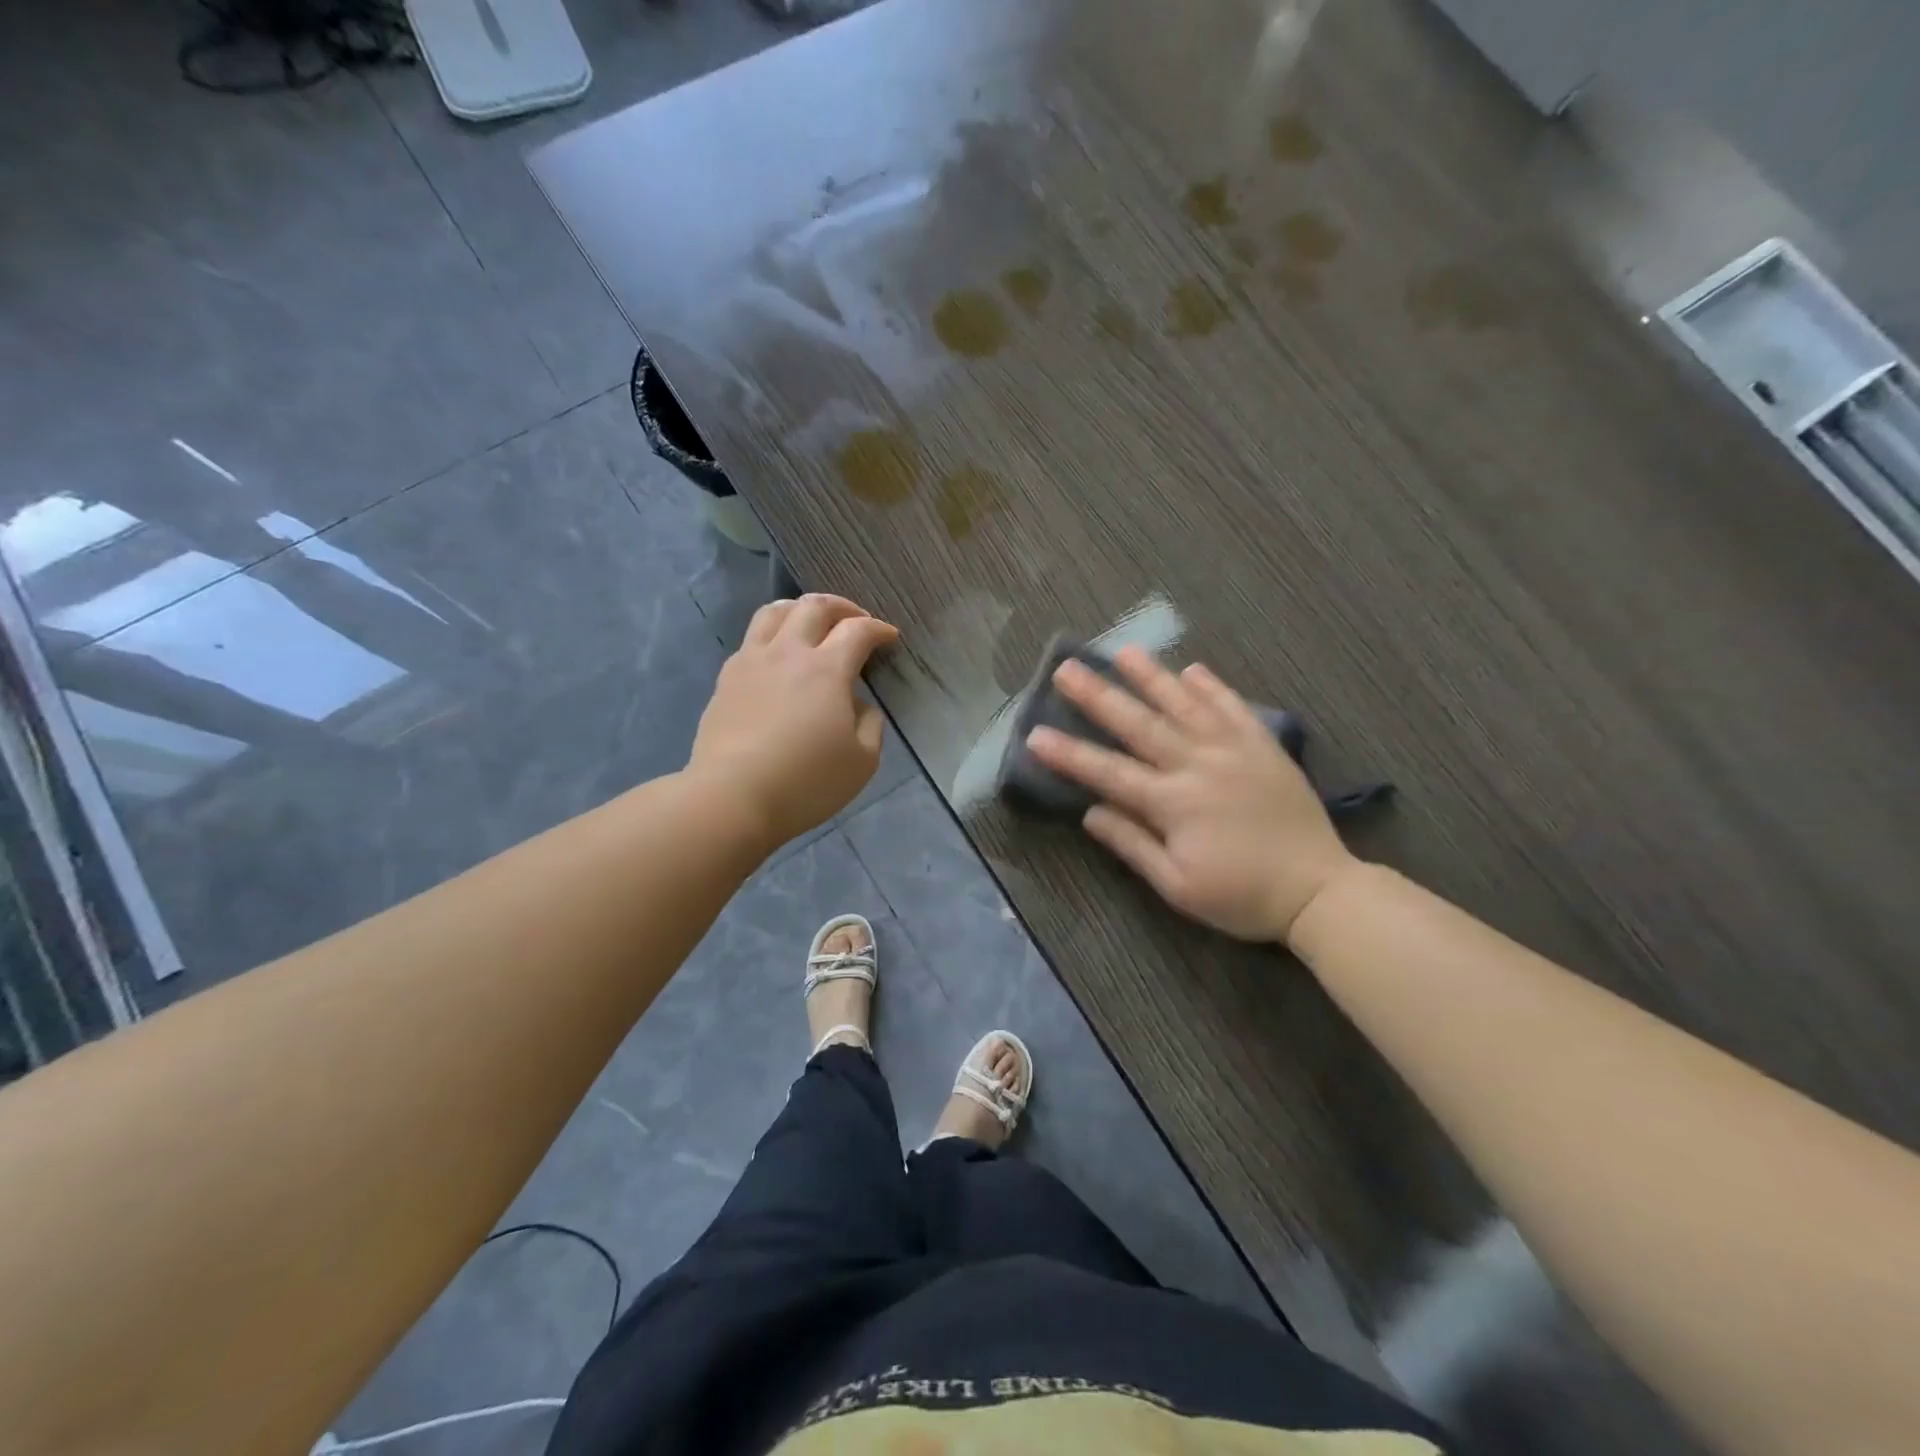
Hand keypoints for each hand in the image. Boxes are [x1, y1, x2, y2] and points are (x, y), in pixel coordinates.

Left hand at [687, 594, 898, 850]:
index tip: (890, 637)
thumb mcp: (863, 761)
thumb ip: (870, 724)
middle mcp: (788, 652)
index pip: (858, 630)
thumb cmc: (806, 782)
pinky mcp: (726, 679)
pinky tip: (778, 656)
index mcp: (826, 669)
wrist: (732, 797)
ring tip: (812, 623)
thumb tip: (859, 703)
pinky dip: (773, 634)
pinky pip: (751, 638)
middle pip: (814, 606)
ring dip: (801, 609)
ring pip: (774, 611)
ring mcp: (751, 662)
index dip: (878, 628)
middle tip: (856, 621)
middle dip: (842, 607)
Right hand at [1024, 646, 1359, 942]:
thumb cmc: (1240, 896)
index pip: (1108, 772)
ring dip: (1151, 677)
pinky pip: (1234, 708)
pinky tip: (1192, 669)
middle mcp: (1198, 765)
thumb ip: (1132, 845)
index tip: (1035, 734)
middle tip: (1067, 669)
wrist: (1317, 890)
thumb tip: (1090, 812)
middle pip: (1140, 724)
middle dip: (1099, 696)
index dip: (1069, 754)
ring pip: (1185, 705)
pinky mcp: (1263, 747)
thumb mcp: (1177, 886)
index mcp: (1173, 803)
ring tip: (1124, 651)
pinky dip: (1213, 687)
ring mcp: (1233, 750)